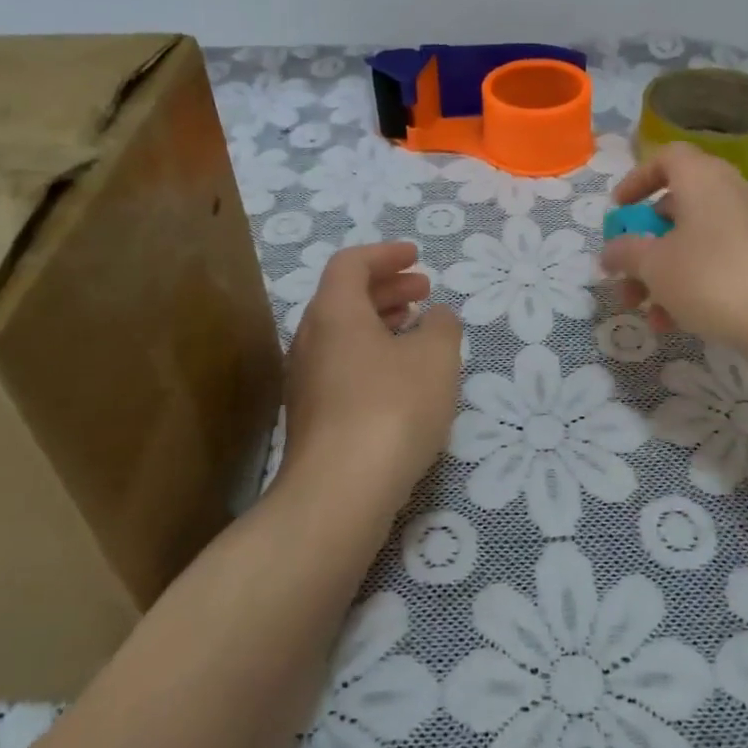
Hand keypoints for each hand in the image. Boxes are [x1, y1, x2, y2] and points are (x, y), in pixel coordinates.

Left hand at [280, 242, 461, 510]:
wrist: (340, 492)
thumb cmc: (392, 407)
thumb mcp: (435, 358)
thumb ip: (442, 326)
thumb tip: (437, 317)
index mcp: (334, 312)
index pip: (351, 263)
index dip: (385, 255)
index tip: (417, 257)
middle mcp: (310, 339)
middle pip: (344, 297)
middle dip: (387, 288)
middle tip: (424, 290)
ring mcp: (305, 381)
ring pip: (343, 335)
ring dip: (381, 322)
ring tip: (417, 329)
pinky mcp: (312, 417)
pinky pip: (343, 366)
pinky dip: (372, 355)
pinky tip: (401, 379)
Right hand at [599, 142, 747, 354]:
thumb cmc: (711, 277)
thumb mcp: (654, 265)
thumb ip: (625, 252)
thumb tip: (610, 250)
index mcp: (702, 179)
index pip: (667, 158)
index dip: (637, 179)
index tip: (618, 210)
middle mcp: (728, 196)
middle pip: (675, 208)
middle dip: (642, 243)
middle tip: (623, 270)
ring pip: (692, 244)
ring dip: (660, 274)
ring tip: (641, 310)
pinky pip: (714, 267)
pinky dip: (689, 288)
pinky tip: (671, 325)